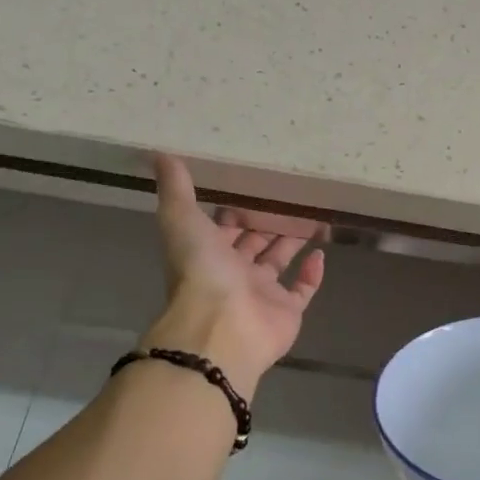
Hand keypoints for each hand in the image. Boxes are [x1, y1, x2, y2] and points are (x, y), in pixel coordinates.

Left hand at [143, 155, 326, 393]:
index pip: (223, 229)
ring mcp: (261, 294)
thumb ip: (176, 189)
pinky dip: (312, 273)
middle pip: (253, 244)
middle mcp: (234, 273)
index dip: (235, 211)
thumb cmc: (201, 270)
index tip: (253, 187)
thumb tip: (159, 153)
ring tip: (311, 216)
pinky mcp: (287, 311)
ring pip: (279, 263)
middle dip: (267, 223)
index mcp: (208, 253)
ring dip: (292, 242)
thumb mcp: (181, 220)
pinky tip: (320, 252)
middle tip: (290, 198)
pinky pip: (303, 289)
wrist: (221, 326)